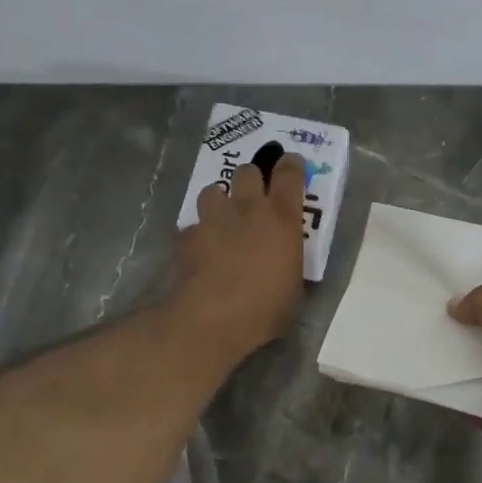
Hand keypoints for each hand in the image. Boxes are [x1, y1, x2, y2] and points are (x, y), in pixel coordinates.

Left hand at [169, 151, 306, 360]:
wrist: (213, 318)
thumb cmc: (266, 307)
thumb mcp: (294, 286)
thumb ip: (289, 263)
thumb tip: (285, 264)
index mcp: (282, 217)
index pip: (289, 174)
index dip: (291, 165)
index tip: (291, 164)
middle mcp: (248, 209)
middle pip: (247, 171)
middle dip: (251, 178)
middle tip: (254, 195)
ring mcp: (213, 220)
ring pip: (212, 191)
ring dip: (219, 201)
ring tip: (221, 219)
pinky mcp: (187, 237)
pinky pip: (193, 226)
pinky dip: (197, 235)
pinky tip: (199, 252)